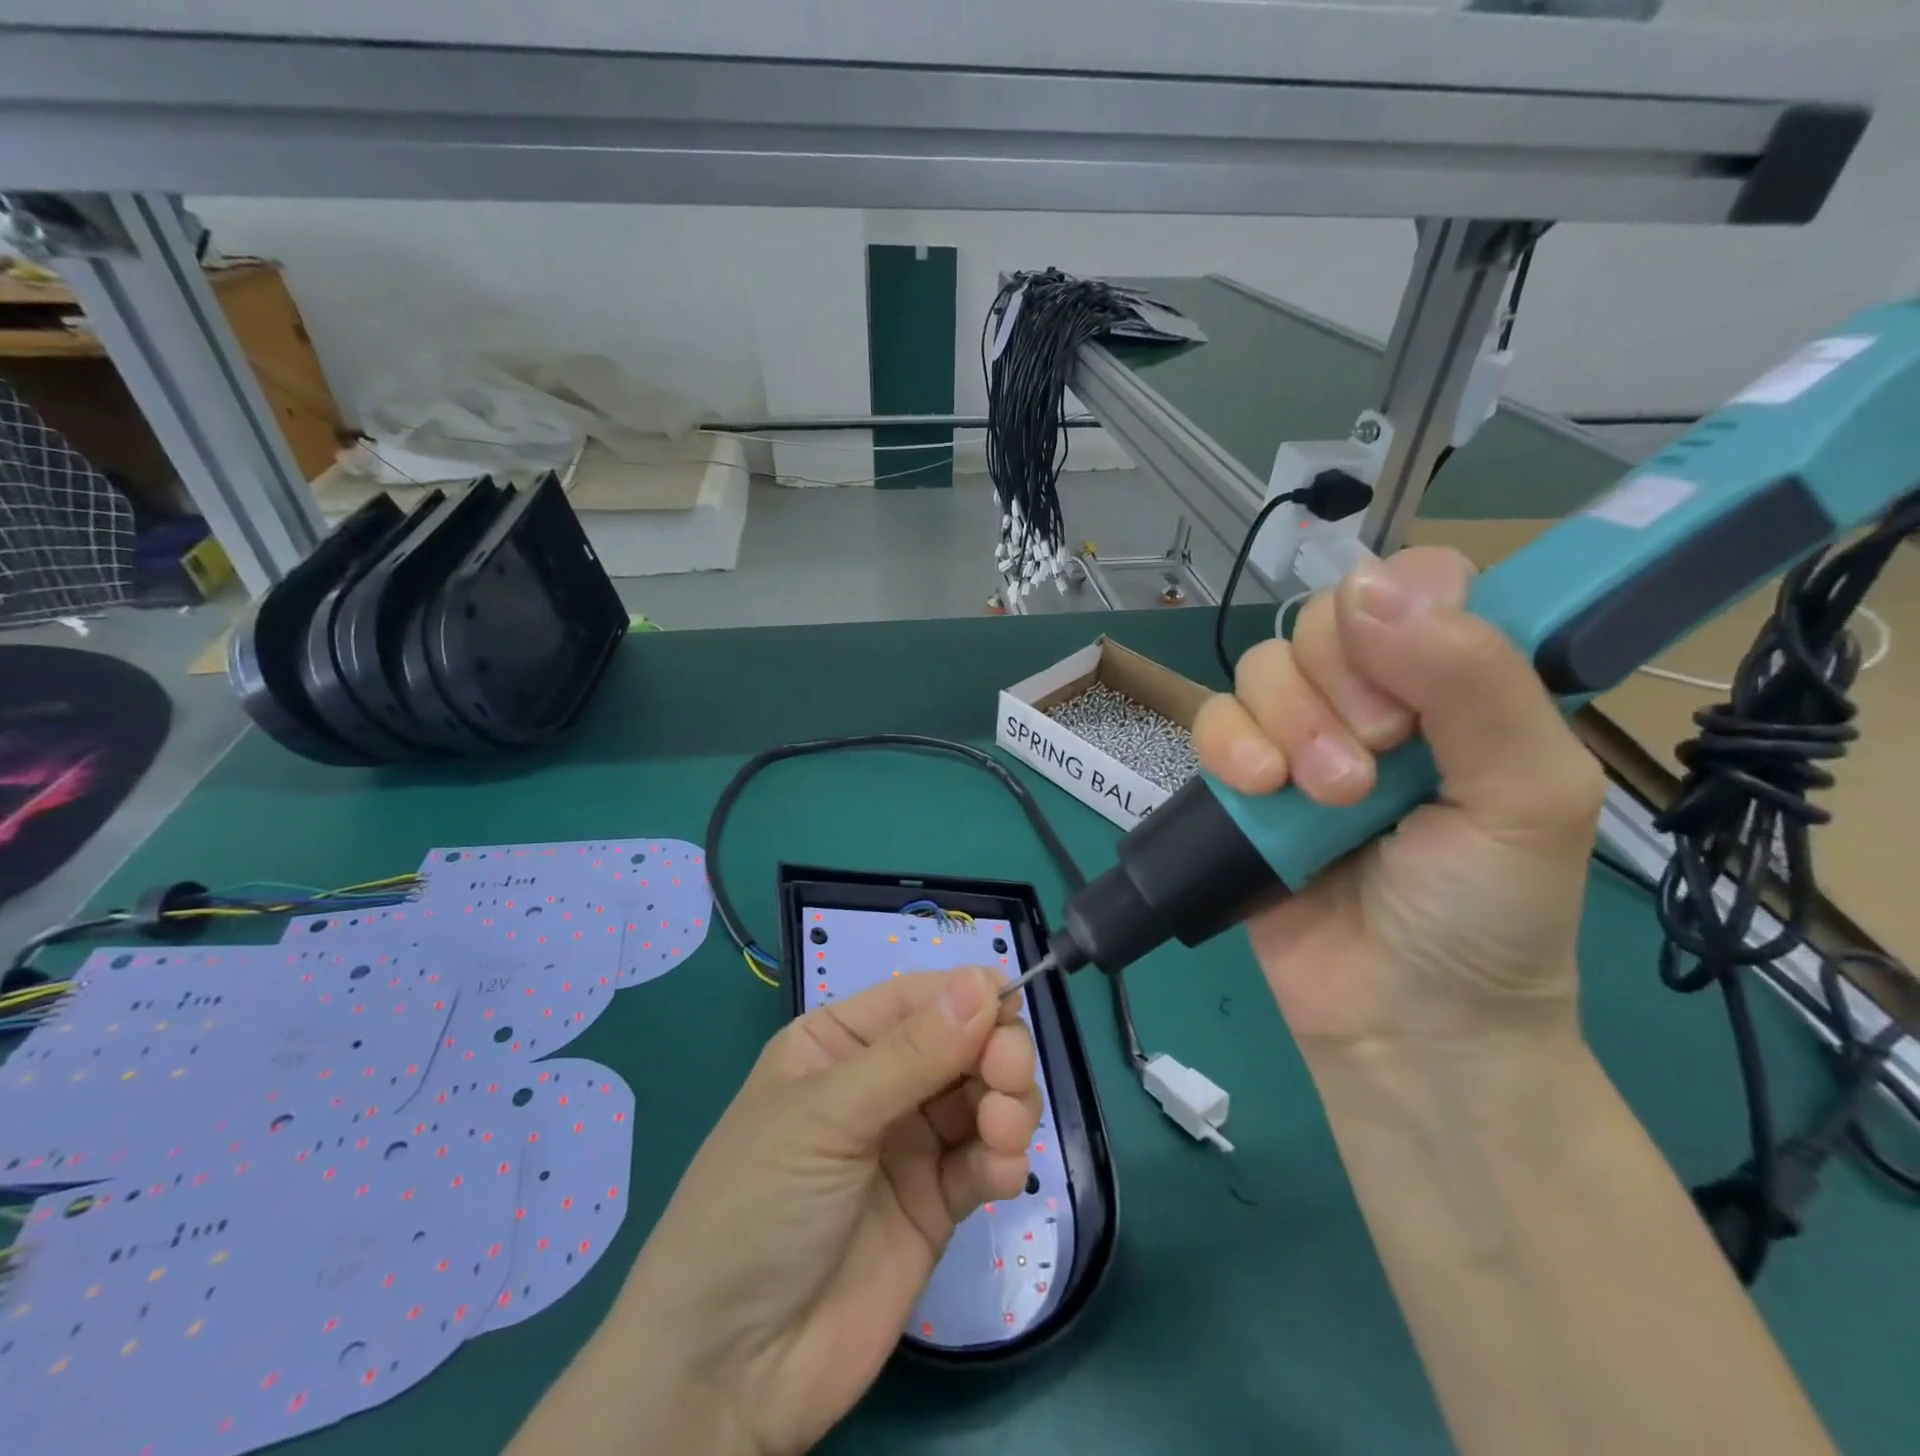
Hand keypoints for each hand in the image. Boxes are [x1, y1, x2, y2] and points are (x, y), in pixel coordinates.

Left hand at [518, 967, 1040, 1455]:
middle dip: (995, 1052)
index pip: (918, 998)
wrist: (728, 1373)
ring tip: (1003, 1132)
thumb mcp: (825, 1117)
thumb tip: (983, 981)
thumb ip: (911, 1054)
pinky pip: (983, 1160)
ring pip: (982, 1096)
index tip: (1012, 1006)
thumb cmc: (758, 1207)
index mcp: (839, 1043)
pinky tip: (1000, 1174)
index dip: (968, 995)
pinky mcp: (935, 1204)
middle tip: (1007, 1079)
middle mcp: (879, 1083)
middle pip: (961, 1042)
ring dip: (1008, 1104)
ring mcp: (909, 1145)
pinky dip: (1003, 1158)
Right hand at [1193, 547, 1605, 1055]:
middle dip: (1341, 690)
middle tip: (1376, 766)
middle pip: (1323, 621)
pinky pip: (1211, 719)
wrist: (1401, 1020)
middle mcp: (1377, 698)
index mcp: (1460, 685)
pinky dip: (1228, 746)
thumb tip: (1371, 584)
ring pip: (1262, 668)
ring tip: (1326, 800)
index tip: (1412, 691)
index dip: (1397, 618)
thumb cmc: (1488, 913)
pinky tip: (1258, 790)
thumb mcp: (1527, 795)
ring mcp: (1300, 737)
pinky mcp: (1240, 777)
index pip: (1411, 585)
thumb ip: (1474, 681)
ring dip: (1289, 726)